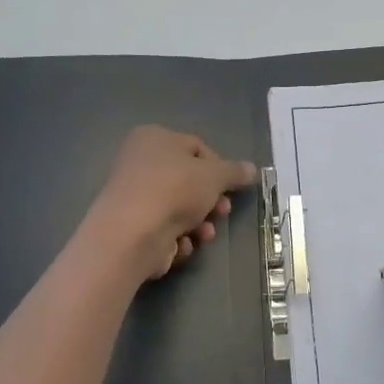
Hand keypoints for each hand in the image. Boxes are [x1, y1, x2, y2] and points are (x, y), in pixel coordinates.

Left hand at [81, 126, 257, 282]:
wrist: (132, 234)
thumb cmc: (175, 190)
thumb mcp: (215, 175)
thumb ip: (235, 172)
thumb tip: (252, 169)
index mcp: (154, 138)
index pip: (197, 147)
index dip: (220, 169)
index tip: (232, 187)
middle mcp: (139, 163)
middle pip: (189, 181)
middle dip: (211, 201)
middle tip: (223, 212)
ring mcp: (134, 196)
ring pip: (179, 208)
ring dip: (199, 223)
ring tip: (205, 235)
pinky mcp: (132, 226)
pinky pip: (163, 229)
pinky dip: (177, 238)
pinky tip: (181, 244)